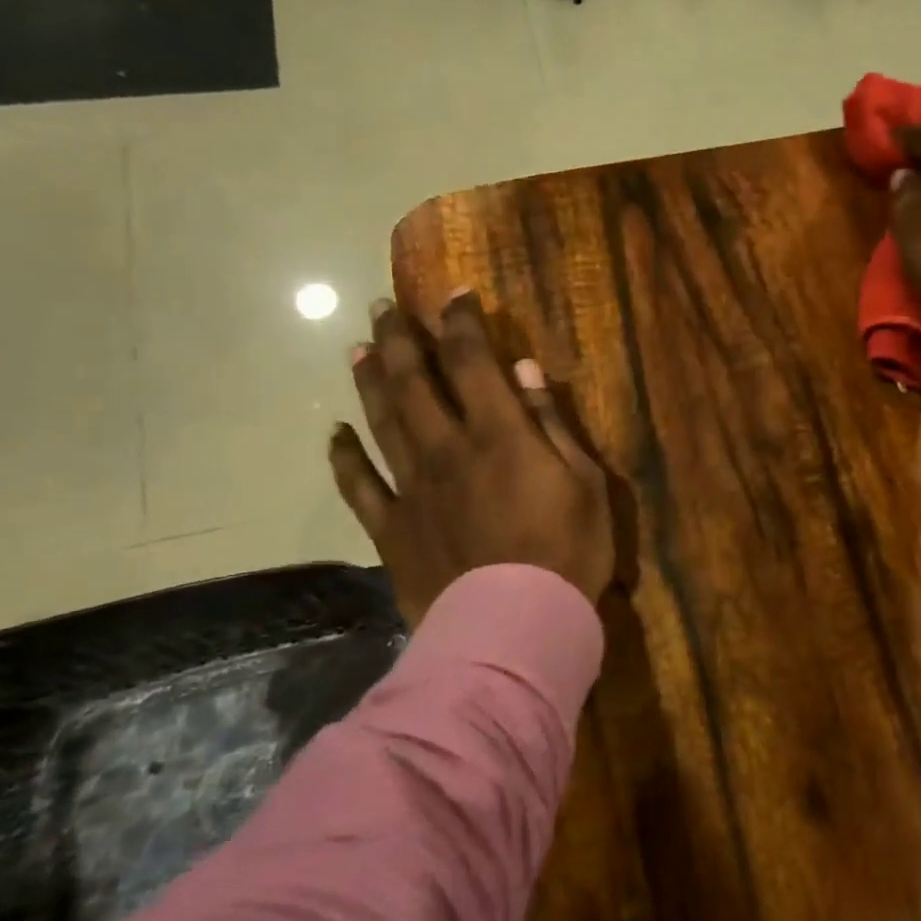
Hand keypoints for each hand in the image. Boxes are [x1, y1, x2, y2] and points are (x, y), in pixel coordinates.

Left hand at [330, 294, 614, 625]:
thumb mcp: (585, 483)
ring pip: (382, 422)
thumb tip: (526, 371)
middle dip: (401, 339)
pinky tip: (335, 434)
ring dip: (370, 381)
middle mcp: (447, 448)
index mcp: (499, 433)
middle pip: (416, 381)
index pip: (473, 360)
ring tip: (358, 349)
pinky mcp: (392, 528)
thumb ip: (552, 424)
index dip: (462, 322)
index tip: (455, 295)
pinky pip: (358, 485)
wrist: (516, 626)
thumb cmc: (568, 552)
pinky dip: (344, 457)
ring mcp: (413, 488)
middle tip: (385, 308)